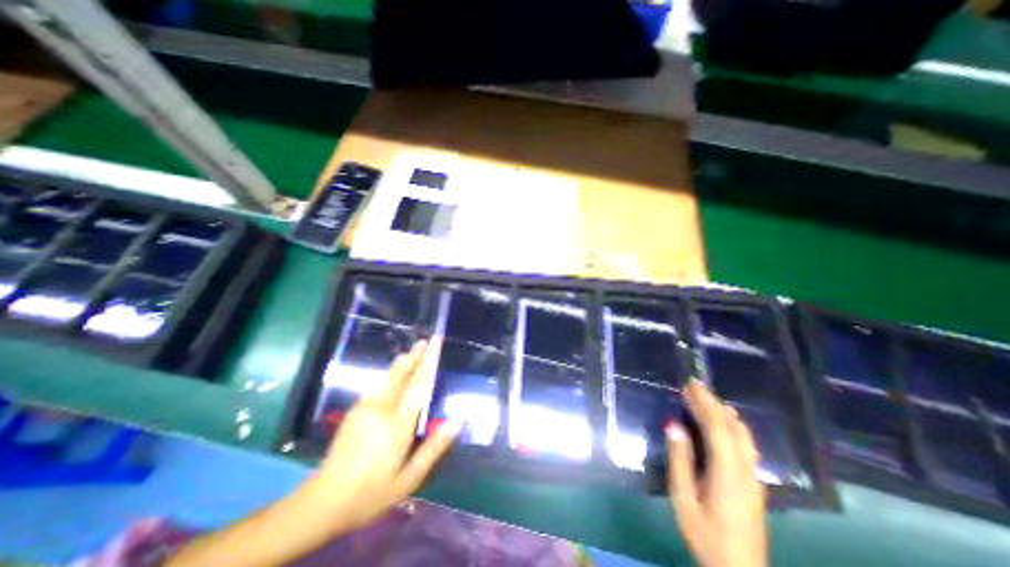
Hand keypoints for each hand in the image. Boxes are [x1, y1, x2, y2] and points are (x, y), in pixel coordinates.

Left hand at [312, 338, 459, 537]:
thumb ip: (434, 448)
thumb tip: (457, 423)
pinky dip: (391, 375)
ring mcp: (365, 408)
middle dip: (415, 356)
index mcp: (397, 425)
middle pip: (402, 375)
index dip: (428, 363)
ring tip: (414, 350)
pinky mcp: (355, 410)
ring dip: (403, 363)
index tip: (435, 345)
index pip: (418, 386)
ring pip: (388, 378)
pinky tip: (395, 373)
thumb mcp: (409, 478)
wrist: (324, 501)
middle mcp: (381, 410)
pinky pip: (378, 386)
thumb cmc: (372, 492)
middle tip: (427, 340)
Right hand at [670, 381, 766, 566]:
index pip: (718, 427)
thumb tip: (674, 425)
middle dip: (713, 403)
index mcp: (727, 473)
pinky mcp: (754, 484)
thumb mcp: (683, 498)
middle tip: (693, 386)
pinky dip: (732, 426)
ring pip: (743, 436)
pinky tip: (724, 424)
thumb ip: (680, 460)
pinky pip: (745, 445)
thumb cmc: (705, 534)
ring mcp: (753, 478)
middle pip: (732, 427)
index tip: (690, 385)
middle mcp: (745, 470)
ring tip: (706, 399)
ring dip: (724, 413)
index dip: (704, 403)